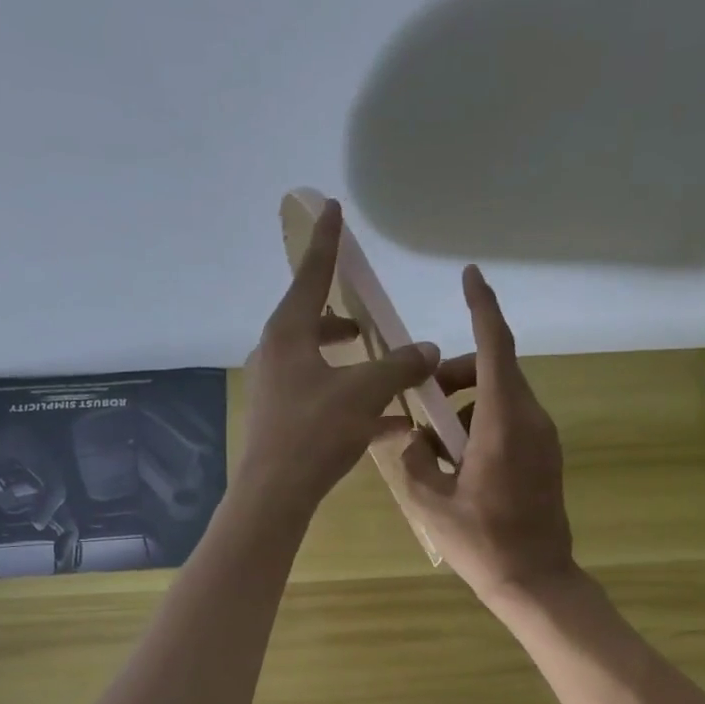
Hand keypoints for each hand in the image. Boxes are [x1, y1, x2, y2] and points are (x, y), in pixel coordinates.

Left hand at [237, 200, 441, 518]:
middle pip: (311, 323)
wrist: (275, 494)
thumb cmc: (315, 431)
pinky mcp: (282, 422)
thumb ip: (399, 367)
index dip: (327, 243)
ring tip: (383, 372)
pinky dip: (351, 401)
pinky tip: (388, 423)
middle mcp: (276, 355)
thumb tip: (429, 350)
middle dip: (342, 320)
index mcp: (288, 333)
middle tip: (367, 323)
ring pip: (318, 364)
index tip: (332, 209)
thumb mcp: (364, 393)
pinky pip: (322, 399)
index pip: (311, 276)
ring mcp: (276, 390)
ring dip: (350, 364)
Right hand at [381, 266, 575, 605]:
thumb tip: (409, 437)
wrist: (535, 580)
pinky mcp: (546, 457)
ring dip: (466, 404)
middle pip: (495, 371)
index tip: (471, 276)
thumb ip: (413, 459)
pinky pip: (512, 421)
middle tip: (422, 401)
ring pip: (502, 398)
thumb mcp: (431, 501)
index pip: (494, 348)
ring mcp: (544, 439)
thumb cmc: (482, 542)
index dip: (482, 308)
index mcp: (503, 423)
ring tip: (434, 444)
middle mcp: (530, 421)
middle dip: (456, 374)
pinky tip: (459, 462)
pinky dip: (482, 423)